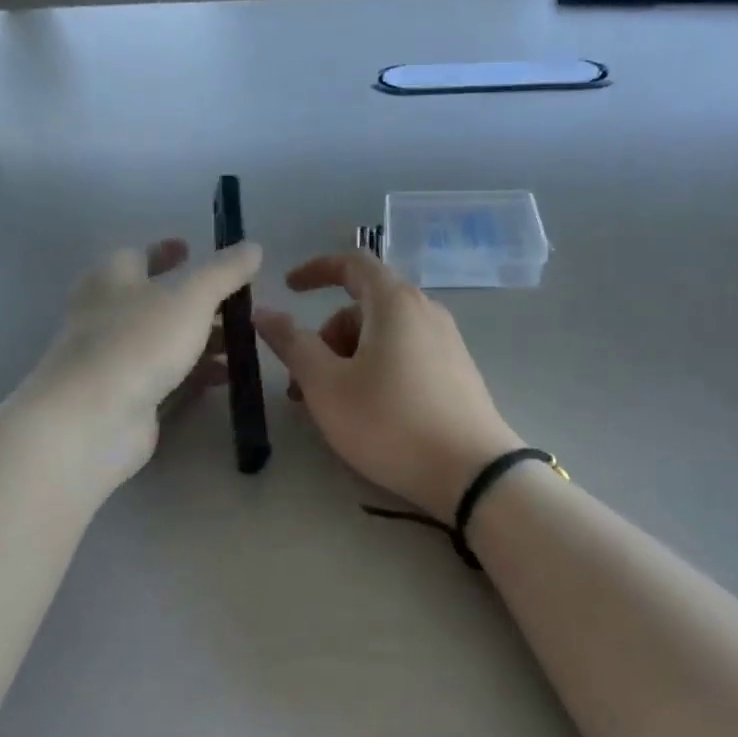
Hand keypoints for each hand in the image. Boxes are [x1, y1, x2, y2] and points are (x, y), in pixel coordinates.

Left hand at [22, 238, 261, 492]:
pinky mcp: (126, 397)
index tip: (191, 249)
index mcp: (112, 279)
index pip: (138, 255)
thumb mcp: (190, 297)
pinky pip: (166, 377)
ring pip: (164, 341)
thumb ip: (224, 272)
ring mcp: (115, 360)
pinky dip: (194, 373)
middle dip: (196, 301)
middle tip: (235, 304)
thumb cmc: (138, 342)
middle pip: (155, 301)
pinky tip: (224, 378)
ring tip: (241, 344)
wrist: (93, 418)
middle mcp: (107, 315)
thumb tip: (253, 246)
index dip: (165, 252)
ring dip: (201, 340)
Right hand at [254, 253, 522, 518]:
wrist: (472, 473)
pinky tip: (368, 411)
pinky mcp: (457, 372)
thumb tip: (264, 312)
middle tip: (302, 383)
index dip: (315, 270)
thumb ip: (293, 344)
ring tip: (331, 406)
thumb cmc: (390, 422)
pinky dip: (376, 368)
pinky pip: (405, 354)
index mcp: (394, 302)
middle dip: (326, 337)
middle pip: (363, 306)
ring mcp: (446, 342)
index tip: (288, 289)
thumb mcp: (327, 386)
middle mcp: (425, 311)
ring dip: (347, 358)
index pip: (352, 263)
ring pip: (383, 335)